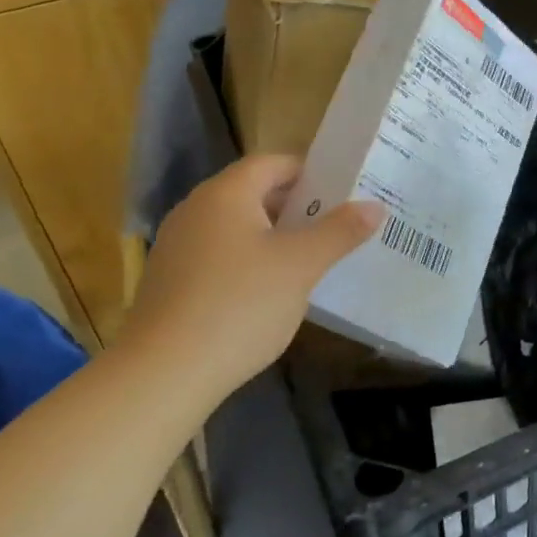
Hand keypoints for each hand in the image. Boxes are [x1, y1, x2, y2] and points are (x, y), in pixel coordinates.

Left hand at [114, 155, 381, 403]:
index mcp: (226, 194)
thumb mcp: (300, 266)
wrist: (162, 374)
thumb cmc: (239, 305)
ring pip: (237, 227)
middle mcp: (196, 209)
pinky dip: (249, 261)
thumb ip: (339, 232)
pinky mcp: (171, 281)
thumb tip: (374, 206)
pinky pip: (220, 255)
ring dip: (275, 236)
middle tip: (337, 225)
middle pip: (254, 192)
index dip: (311, 172)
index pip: (274, 162)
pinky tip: (270, 292)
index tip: (345, 191)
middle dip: (297, 206)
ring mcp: (178, 246)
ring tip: (312, 258)